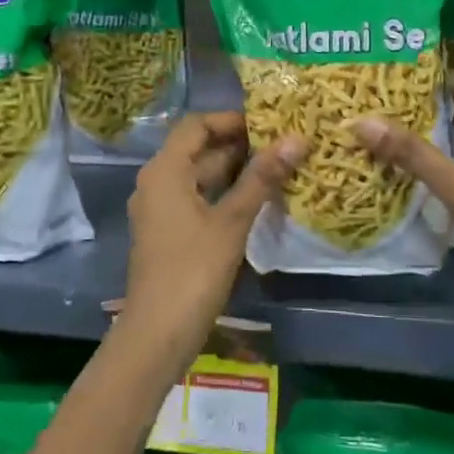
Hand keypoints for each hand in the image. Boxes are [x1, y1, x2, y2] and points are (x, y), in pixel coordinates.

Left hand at [122, 113, 304, 357]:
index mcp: (165, 170)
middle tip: (282, 144)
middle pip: (197, 149)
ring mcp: (160, 209)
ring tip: (278, 167)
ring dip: (234, 171)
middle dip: (239, 145)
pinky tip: (257, 201)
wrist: (157, 334)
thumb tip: (296, 139)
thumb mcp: (231, 221)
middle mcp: (157, 182)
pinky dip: (224, 194)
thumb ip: (262, 178)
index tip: (269, 123)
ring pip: (199, 176)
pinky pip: (197, 199)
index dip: (231, 120)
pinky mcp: (168, 233)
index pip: (196, 125)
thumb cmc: (193, 271)